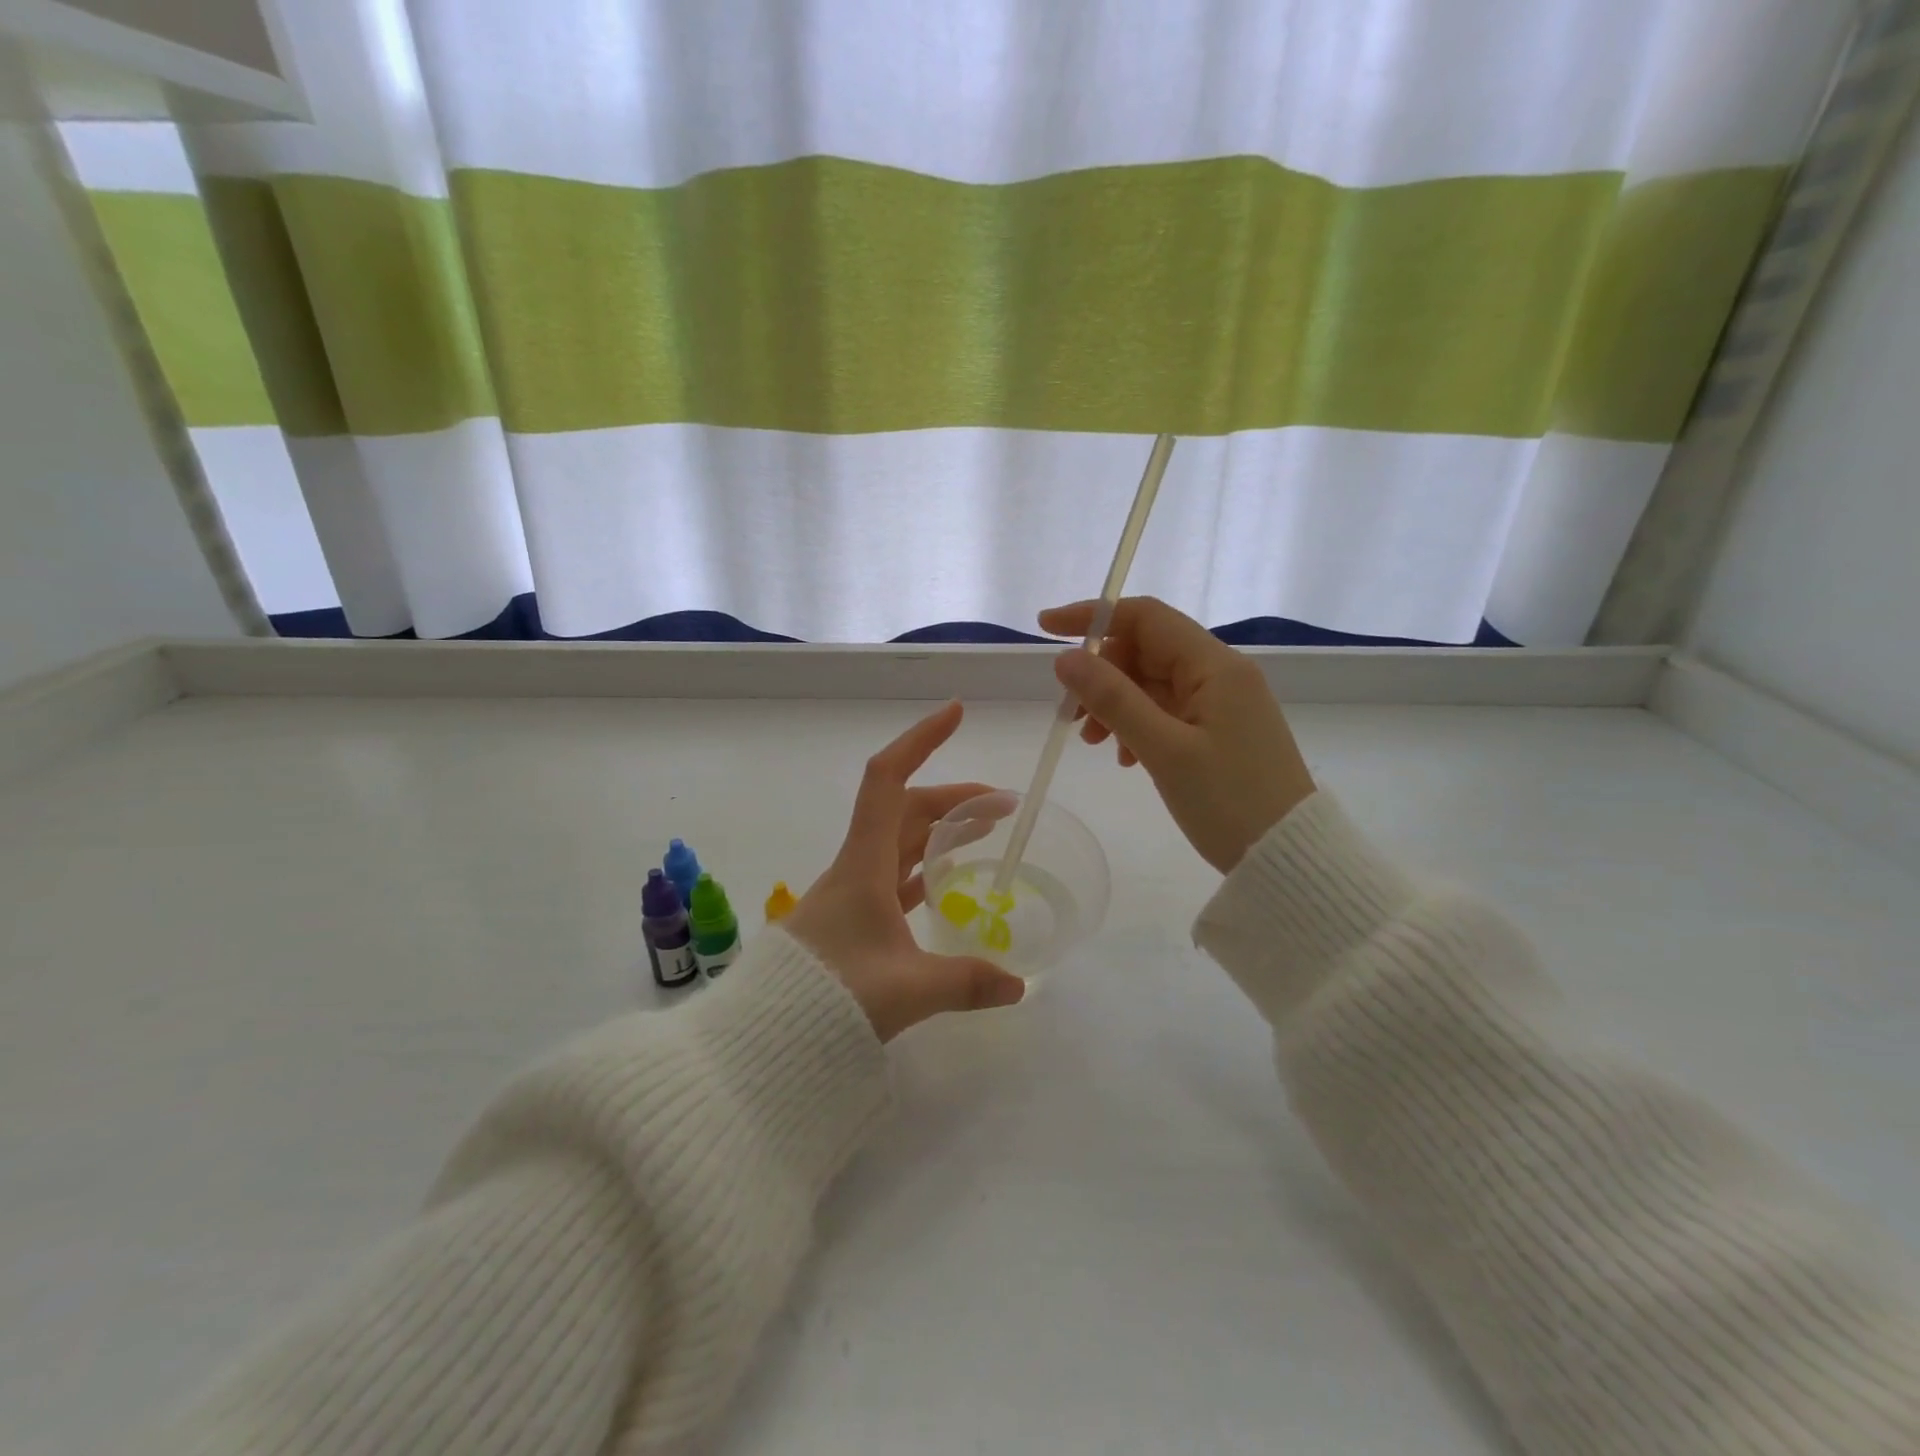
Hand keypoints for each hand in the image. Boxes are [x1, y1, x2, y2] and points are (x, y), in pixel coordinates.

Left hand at [784, 702, 1026, 1040]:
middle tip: (1003, 807)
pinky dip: (925, 868)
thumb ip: (967, 983)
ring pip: (902, 842)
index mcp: (864, 864)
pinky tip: (946, 881)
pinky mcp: (853, 921)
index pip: (889, 780)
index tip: (957, 712)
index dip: (922, 739)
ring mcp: (853, 894)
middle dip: (955, 799)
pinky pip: (895, 877)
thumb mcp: (908, 991)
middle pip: (907, 810)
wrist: (764, 1037)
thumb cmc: (830, 998)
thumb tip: (1019, 986)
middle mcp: (857, 868)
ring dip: (942, 830)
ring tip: (986, 833)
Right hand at [1037, 598, 1315, 873]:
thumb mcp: (1163, 750)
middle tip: (1072, 717)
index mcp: (1215, 666)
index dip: (1093, 616)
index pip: (1146, 617)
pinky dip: (1138, 725)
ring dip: (1116, 705)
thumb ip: (1113, 699)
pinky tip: (1126, 758)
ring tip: (1094, 744)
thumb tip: (1066, 658)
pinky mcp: (1220, 730)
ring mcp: (1223, 703)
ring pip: (1153, 684)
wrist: (1288, 856)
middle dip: (1102, 675)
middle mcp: (1221, 674)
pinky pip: (1167, 711)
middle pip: (1146, 651)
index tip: (1047, 629)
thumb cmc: (1228, 801)